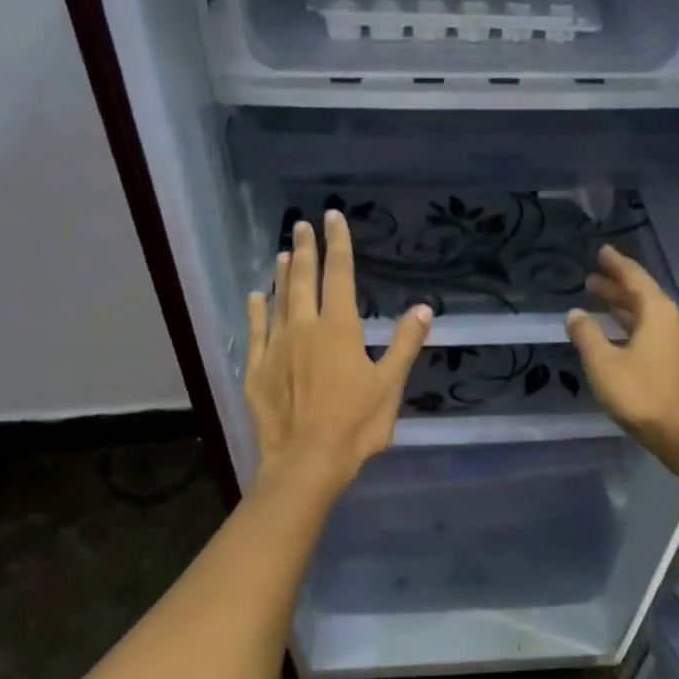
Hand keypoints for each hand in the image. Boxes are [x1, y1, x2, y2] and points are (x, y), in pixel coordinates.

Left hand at [245, 211, 431, 495]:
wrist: (306, 461)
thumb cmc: (356, 425)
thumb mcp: (390, 385)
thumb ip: (405, 344)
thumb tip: (423, 307)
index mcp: (339, 329)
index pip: (340, 276)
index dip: (338, 244)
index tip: (333, 217)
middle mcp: (304, 328)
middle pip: (303, 279)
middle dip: (305, 249)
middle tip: (302, 224)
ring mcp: (276, 347)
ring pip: (278, 300)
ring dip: (281, 274)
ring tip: (283, 253)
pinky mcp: (257, 369)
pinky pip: (255, 331)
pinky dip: (256, 310)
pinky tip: (255, 296)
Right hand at [566, 246, 678, 457]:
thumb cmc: (641, 393)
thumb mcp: (604, 363)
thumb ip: (587, 335)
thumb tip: (574, 314)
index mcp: (655, 312)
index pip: (634, 278)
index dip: (616, 265)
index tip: (602, 252)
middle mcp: (668, 321)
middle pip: (640, 295)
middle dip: (616, 286)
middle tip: (591, 279)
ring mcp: (672, 343)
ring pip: (643, 315)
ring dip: (620, 307)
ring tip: (597, 300)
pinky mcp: (671, 363)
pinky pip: (645, 331)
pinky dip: (627, 326)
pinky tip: (613, 335)